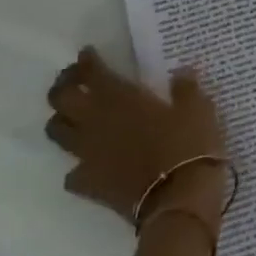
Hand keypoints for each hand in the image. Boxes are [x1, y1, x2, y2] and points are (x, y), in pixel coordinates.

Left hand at [46, 47, 228, 227]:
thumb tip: (180, 73)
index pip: (91, 72)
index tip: (88, 54)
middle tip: (74, 81)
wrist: (179, 201)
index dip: (86, 61)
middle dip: (64, 85)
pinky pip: (72, 173)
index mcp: (120, 98)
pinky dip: (77, 166)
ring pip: (56, 132)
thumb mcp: (198, 109)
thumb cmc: (189, 146)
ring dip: (61, 121)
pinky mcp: (89, 184)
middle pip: (61, 98)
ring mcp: (88, 154)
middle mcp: (96, 121)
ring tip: (74, 117)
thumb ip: (186, 89)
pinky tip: (90, 164)